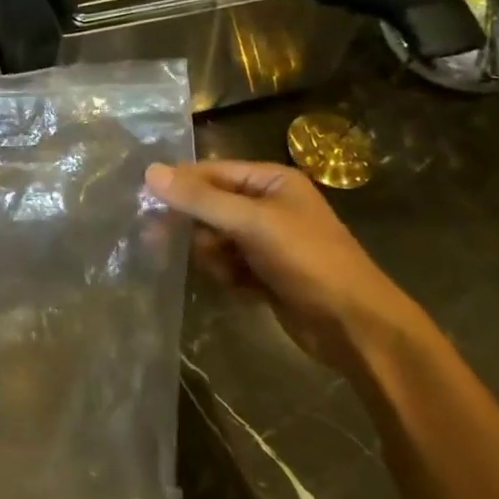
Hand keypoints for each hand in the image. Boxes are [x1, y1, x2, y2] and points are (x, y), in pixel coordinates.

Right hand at [144, 159, 435, 373]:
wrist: (354, 326)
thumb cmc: (307, 261)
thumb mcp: (252, 223)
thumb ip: (200, 199)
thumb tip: (150, 172)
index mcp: (271, 181)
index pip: (211, 172)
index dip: (179, 185)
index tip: (144, 201)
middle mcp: (268, 206)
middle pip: (210, 206)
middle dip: (195, 226)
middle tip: (160, 241)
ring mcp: (267, 242)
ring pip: (214, 239)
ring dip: (213, 256)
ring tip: (228, 272)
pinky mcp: (265, 273)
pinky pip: (227, 265)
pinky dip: (227, 275)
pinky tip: (241, 289)